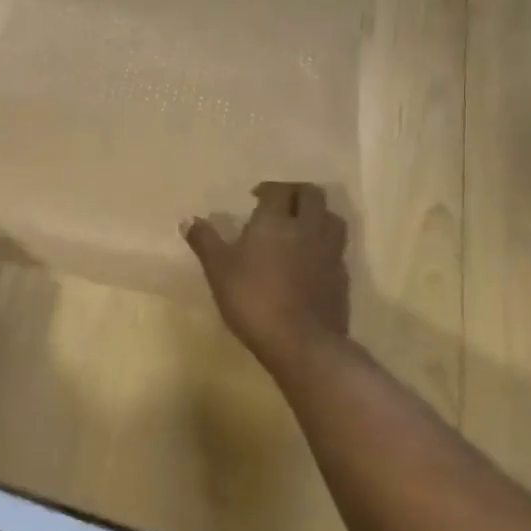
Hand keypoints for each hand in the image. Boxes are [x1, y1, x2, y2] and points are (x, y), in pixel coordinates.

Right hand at [184, 183, 349, 366]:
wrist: (301, 342)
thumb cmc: (253, 300)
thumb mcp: (219, 271)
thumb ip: (205, 242)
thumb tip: (189, 220)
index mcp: (275, 221)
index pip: (278, 190)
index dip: (268, 189)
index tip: (256, 196)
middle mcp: (307, 228)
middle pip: (312, 195)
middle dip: (296, 193)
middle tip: (281, 203)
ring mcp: (329, 251)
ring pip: (331, 217)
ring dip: (317, 214)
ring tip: (302, 224)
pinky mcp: (341, 275)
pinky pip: (337, 247)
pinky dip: (324, 243)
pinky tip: (312, 257)